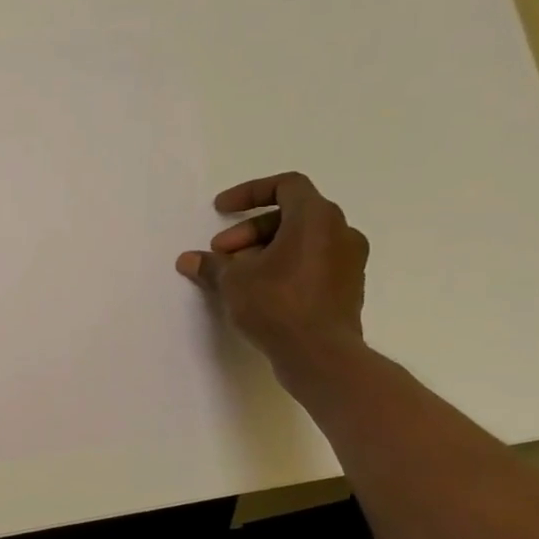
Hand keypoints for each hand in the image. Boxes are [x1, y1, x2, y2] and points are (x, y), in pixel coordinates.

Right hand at [176, 172, 367, 376]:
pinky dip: (286, 266)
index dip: (250, 192)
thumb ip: (211, 265)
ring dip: (266, 250)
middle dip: (250, 230)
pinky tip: (260, 291)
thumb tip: (188, 260)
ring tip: (237, 274)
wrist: (320, 354)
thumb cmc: (276, 304)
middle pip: (291, 215)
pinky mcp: (348, 287)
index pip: (286, 185)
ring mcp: (350, 260)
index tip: (221, 210)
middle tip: (222, 253)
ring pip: (303, 241)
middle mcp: (341, 231)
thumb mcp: (233, 281)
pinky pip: (313, 263)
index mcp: (316, 218)